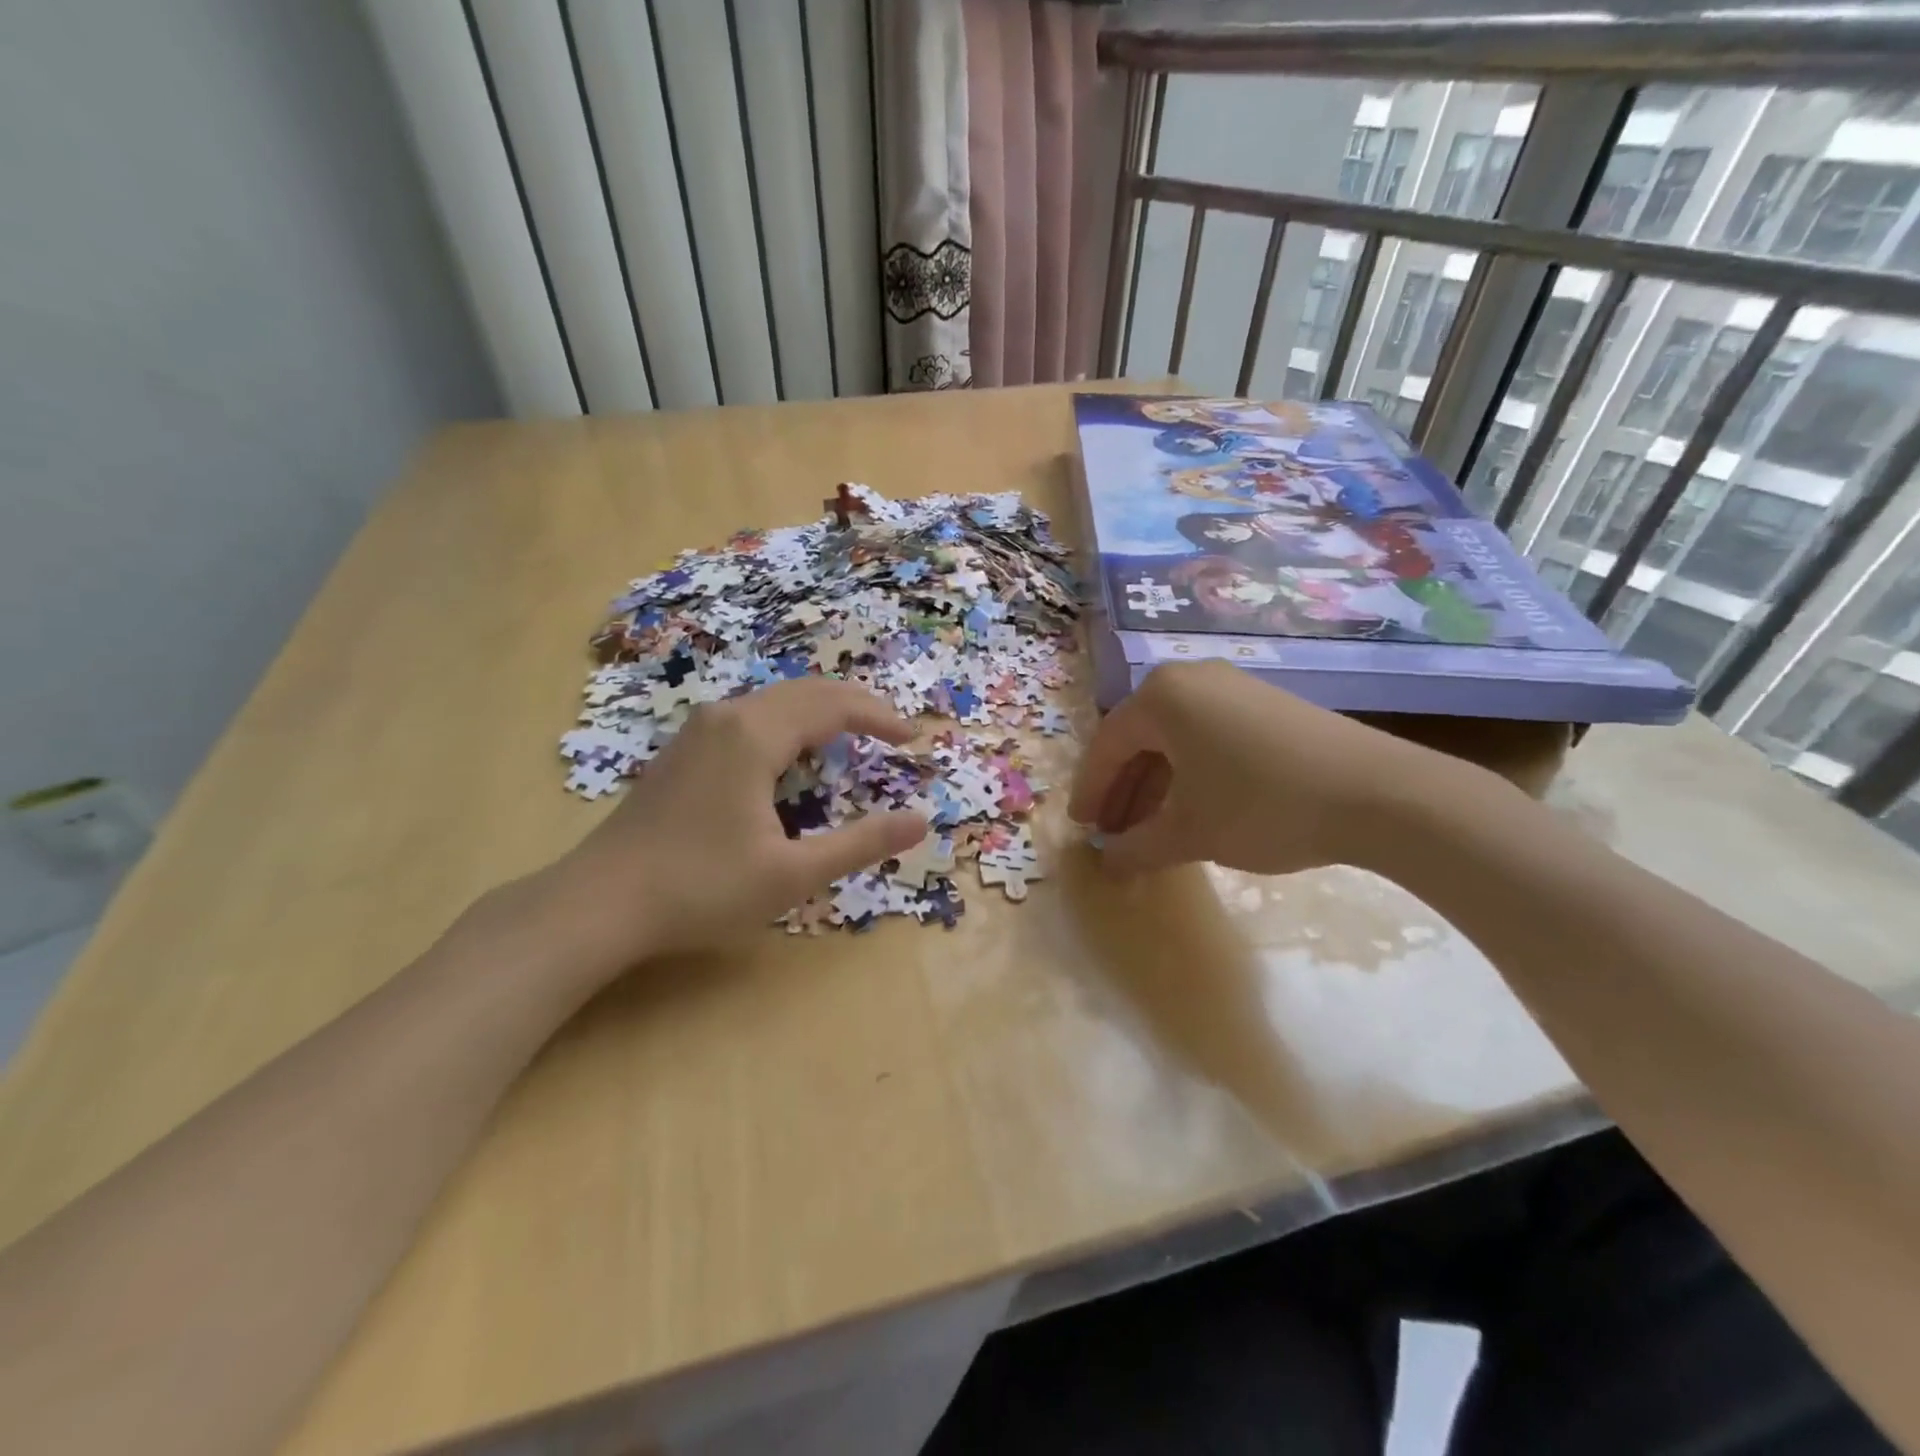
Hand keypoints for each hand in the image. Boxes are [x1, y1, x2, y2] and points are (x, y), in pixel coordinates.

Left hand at [521, 679, 929, 975]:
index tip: (913, 739)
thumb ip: (862, 844)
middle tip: (892, 732)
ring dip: (821, 713)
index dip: (880, 717)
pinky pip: (751, 716)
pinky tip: (793, 758)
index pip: (834, 705)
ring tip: (853, 740)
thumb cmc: (701, 889)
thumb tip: (922, 821)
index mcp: (755, 735)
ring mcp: (700, 729)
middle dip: (855, 707)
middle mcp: (728, 716)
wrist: (600, 903)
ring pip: (776, 701)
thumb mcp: (793, 874)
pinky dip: (789, 724)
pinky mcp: (684, 748)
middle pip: (806, 691)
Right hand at [1068, 660, 1466, 877]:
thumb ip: (1136, 847)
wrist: (1379, 794)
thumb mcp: (1190, 833)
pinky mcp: (1267, 703)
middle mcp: (1192, 678)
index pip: (1107, 746)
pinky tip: (1194, 808)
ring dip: (1156, 785)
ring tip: (1150, 829)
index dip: (1091, 791)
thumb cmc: (1261, 806)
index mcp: (1161, 696)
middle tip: (1112, 833)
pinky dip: (1190, 772)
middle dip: (1123, 790)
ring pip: (1175, 738)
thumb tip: (1107, 862)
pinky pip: (1208, 735)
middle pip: (1140, 739)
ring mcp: (1233, 686)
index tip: (1082, 828)